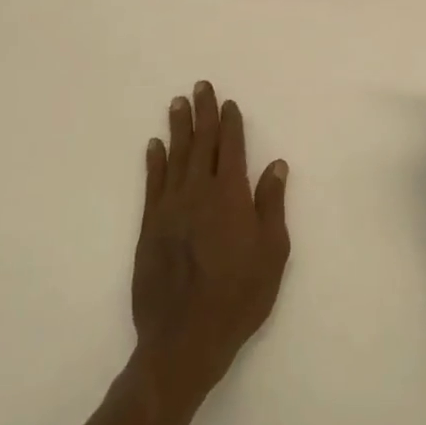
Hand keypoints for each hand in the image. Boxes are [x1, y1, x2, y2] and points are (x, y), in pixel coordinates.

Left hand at [131, 81, 290, 407]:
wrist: (184, 338)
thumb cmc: (239, 296)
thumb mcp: (272, 252)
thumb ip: (272, 204)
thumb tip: (276, 164)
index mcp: (231, 196)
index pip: (231, 148)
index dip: (230, 123)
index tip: (228, 103)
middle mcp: (198, 192)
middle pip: (201, 143)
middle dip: (202, 113)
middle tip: (200, 86)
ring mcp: (170, 208)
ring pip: (175, 157)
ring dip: (177, 128)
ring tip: (177, 104)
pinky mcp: (149, 227)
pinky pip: (152, 183)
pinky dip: (154, 161)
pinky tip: (154, 145)